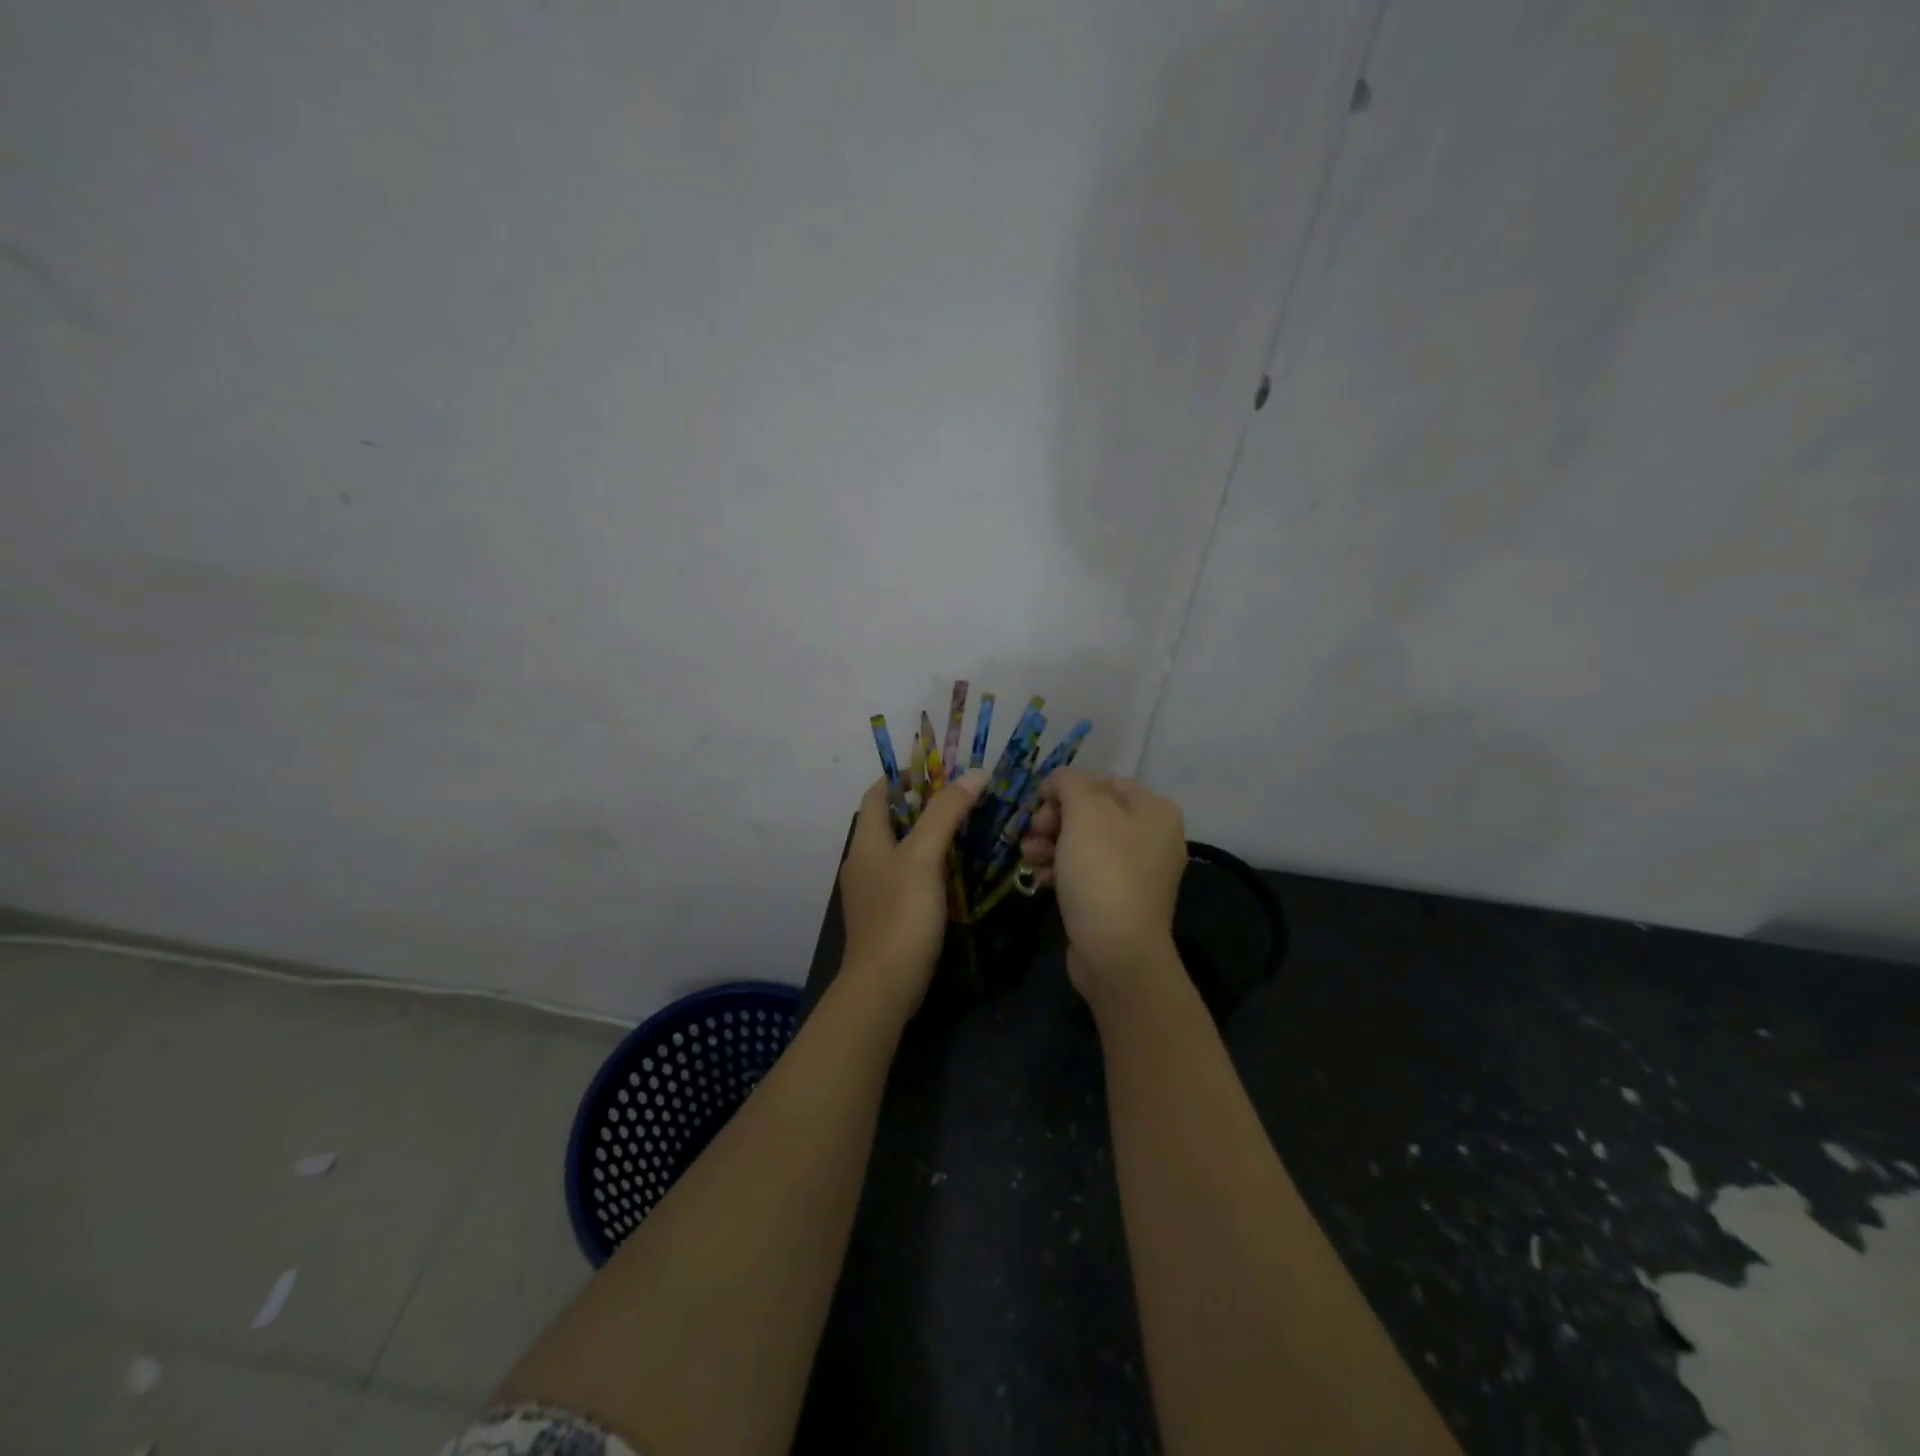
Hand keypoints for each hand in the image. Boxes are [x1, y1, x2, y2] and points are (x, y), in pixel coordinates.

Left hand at [837, 769, 984, 1012]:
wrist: (884, 985)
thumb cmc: (901, 914)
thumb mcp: (925, 857)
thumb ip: (946, 813)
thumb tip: (973, 773)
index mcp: (865, 842)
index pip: (877, 794)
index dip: (902, 777)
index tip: (937, 771)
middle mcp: (863, 862)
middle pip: (889, 821)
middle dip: (922, 806)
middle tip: (961, 800)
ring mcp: (872, 891)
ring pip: (899, 851)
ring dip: (927, 837)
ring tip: (964, 831)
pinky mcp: (885, 915)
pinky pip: (905, 877)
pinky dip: (927, 866)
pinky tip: (954, 874)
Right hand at [1024, 769, 1186, 997]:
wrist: (1117, 953)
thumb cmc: (1103, 873)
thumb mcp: (1085, 813)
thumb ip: (1070, 783)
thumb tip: (1059, 780)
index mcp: (1154, 810)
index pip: (1103, 781)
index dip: (1066, 787)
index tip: (1037, 802)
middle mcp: (1152, 836)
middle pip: (1093, 812)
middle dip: (1055, 819)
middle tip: (1032, 833)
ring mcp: (1137, 871)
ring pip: (1085, 843)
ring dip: (1051, 844)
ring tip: (1029, 857)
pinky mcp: (1119, 899)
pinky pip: (1087, 872)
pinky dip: (1062, 870)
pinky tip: (1041, 880)